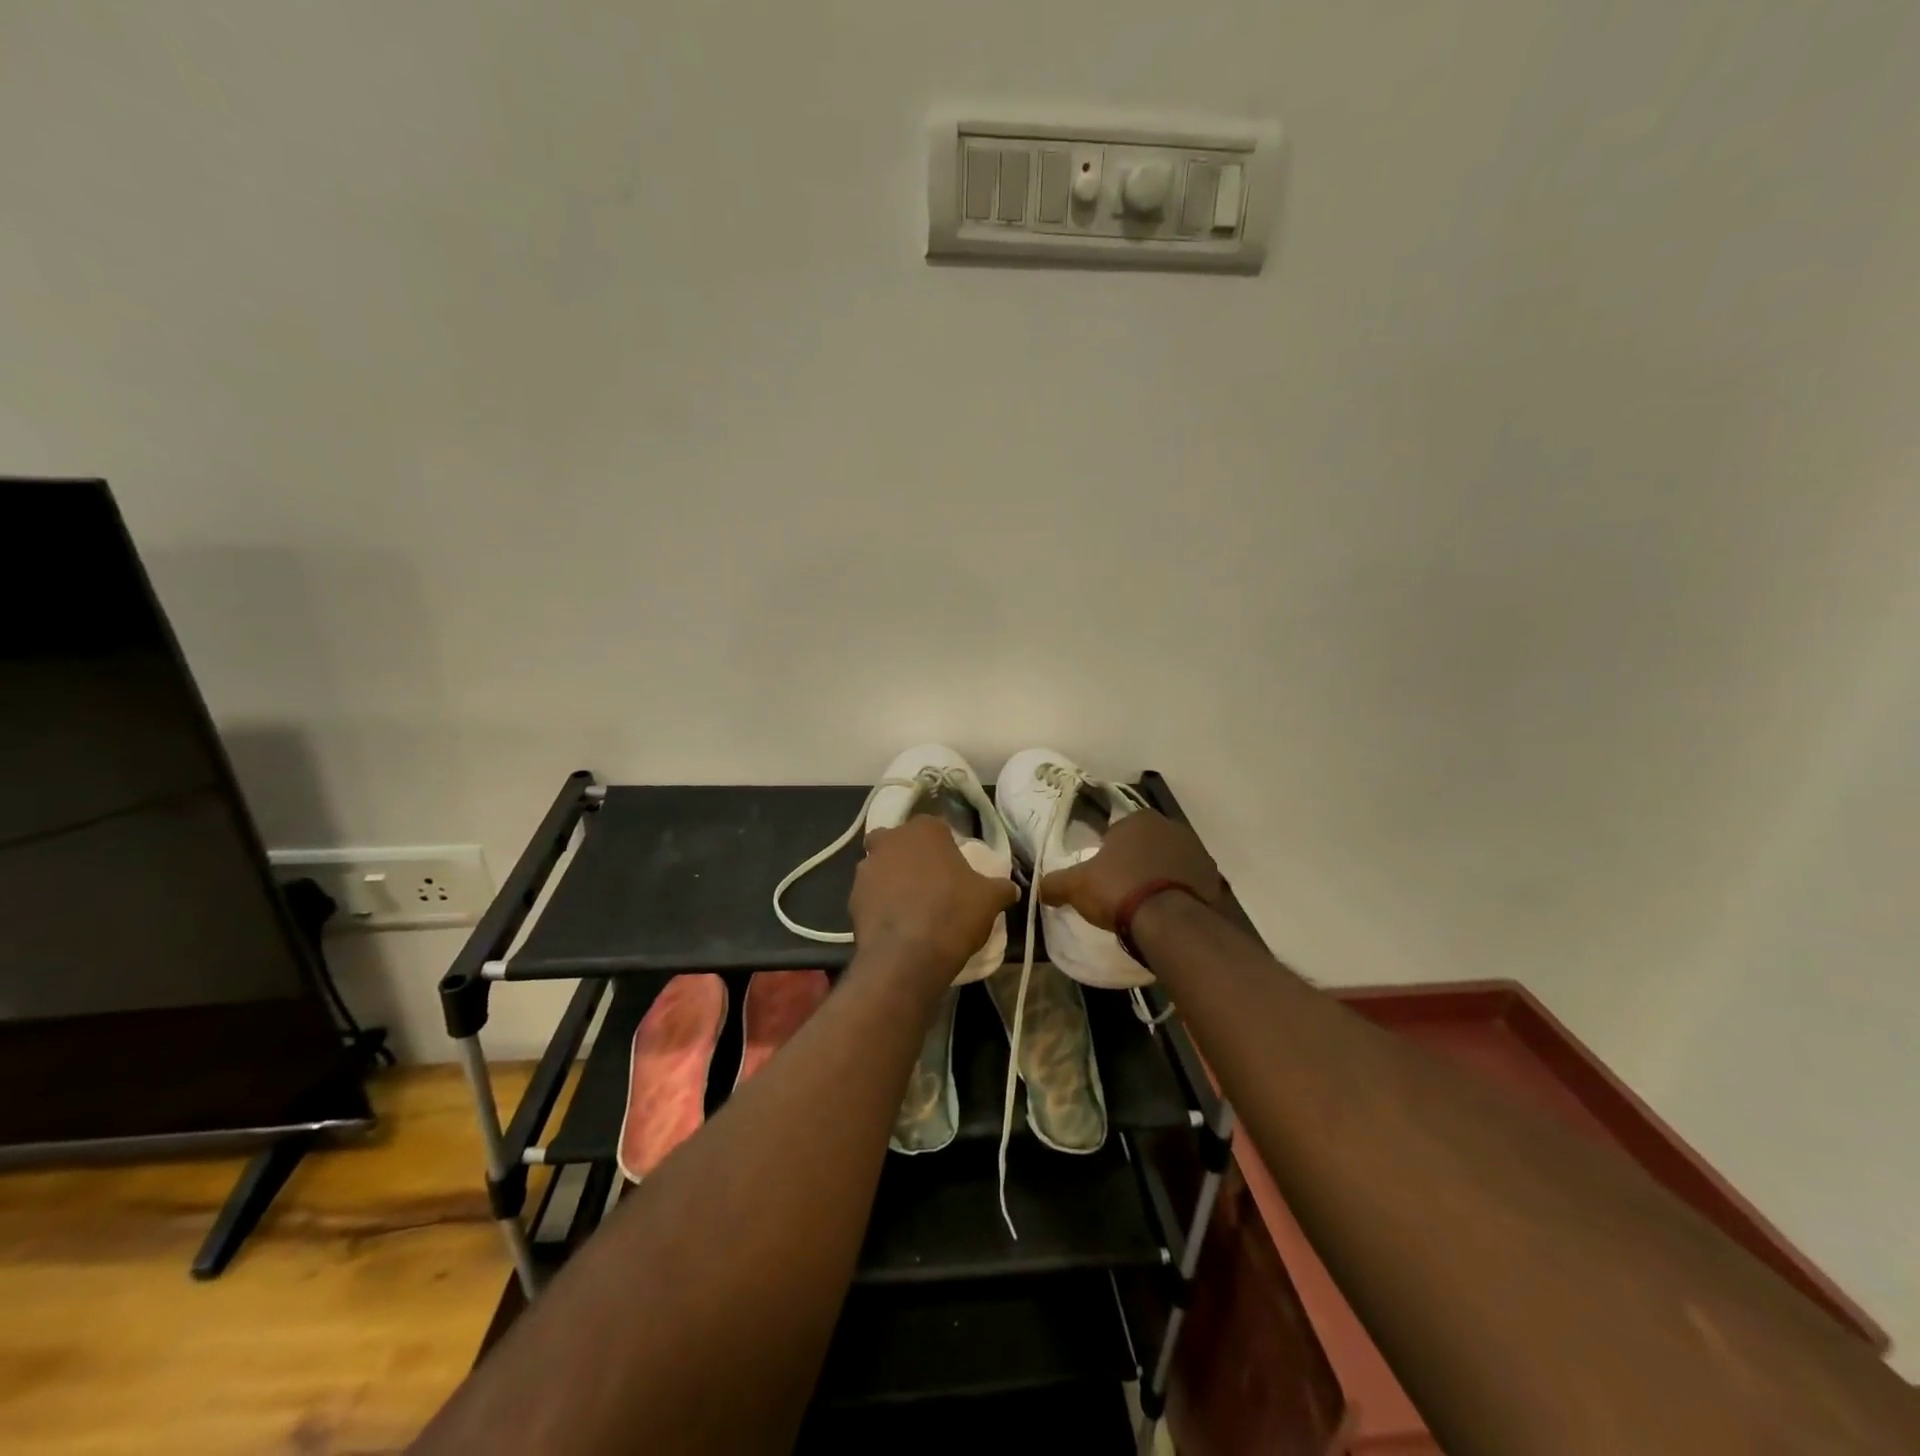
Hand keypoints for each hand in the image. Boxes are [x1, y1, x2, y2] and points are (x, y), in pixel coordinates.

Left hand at [850, 817, 1017, 979]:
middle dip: (909, 855)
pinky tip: (897, 924)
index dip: (945, 846)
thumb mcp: (989, 899)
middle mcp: (890, 840)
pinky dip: (881, 904)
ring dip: (892, 880)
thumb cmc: (953, 914)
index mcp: (924, 830)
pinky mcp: (852, 898)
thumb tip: (1011, 888)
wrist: (908, 957)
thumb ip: (1000, 887)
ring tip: (912, 907)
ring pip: (881, 866)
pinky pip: (871, 895)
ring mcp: (866, 868)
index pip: (935, 827)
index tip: (954, 867)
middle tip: (929, 882)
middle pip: (899, 841)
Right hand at [1038, 809, 1222, 930]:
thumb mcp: (1077, 886)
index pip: (1118, 830)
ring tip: (1144, 905)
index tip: (1102, 875)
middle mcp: (1172, 828)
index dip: (1108, 852)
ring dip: (1159, 876)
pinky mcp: (1214, 880)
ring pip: (1169, 863)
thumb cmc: (1119, 889)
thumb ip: (1055, 883)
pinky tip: (1166, 913)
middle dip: (1135, 862)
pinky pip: (1189, 884)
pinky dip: (1178, 894)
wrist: (1169, 921)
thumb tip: (1039, 888)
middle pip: (1146, 845)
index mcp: (1139, 819)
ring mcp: (1197, 853)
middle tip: (1121, 890)